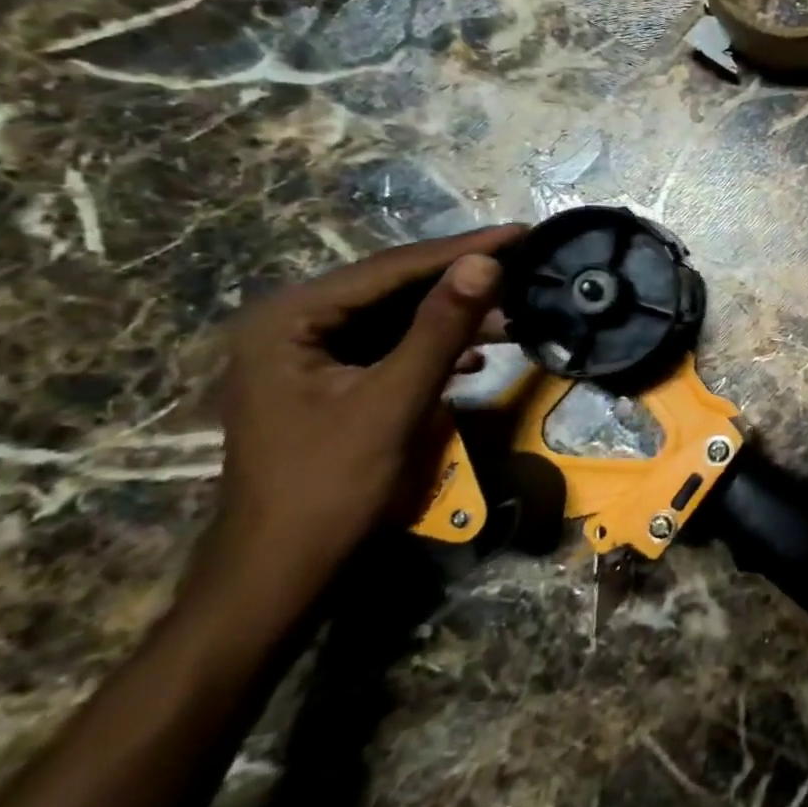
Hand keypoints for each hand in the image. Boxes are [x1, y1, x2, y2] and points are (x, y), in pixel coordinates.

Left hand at [204, 224, 525, 598]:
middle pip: (393, 288)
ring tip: (514, 311)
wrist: (282, 574)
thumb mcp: (394, 401)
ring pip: (396, 317)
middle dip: (462, 281)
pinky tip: (475, 355)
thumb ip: (441, 327)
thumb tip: (488, 261)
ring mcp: (308, 354)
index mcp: (289, 319)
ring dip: (455, 316)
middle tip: (526, 264)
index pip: (390, 269)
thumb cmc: (331, 487)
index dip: (462, 250)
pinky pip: (391, 347)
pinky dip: (435, 347)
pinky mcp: (329, 381)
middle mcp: (292, 324)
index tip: (522, 232)